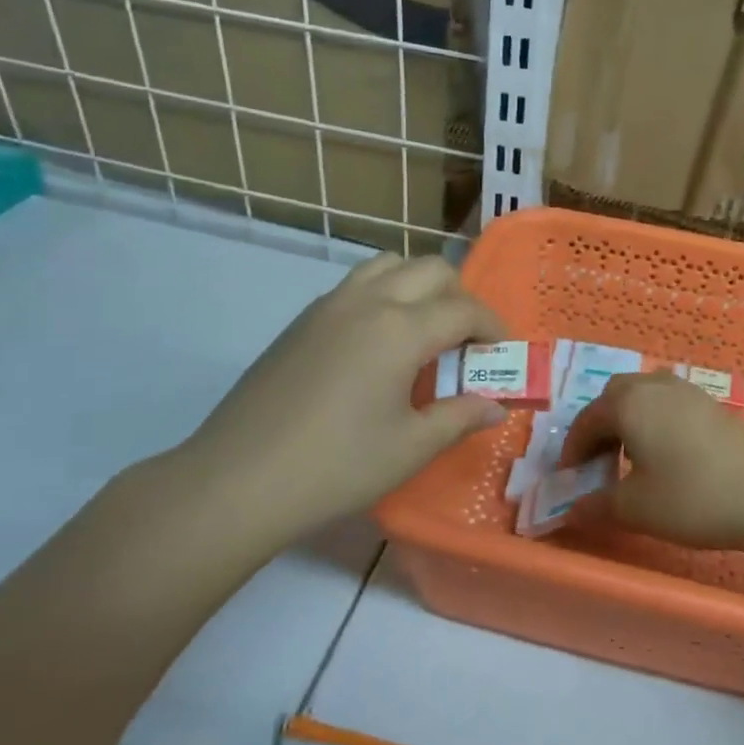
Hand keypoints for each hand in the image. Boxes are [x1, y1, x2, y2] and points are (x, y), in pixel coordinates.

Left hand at [157, 254, 507, 545]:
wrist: (239, 479)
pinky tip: (378, 344)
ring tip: (424, 330)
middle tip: (467, 340)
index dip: (493, 326)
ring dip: (419, 285)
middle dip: (460, 295)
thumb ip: (459, 418)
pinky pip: (356, 285)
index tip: (505, 350)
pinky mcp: (301, 321)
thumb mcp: (410, 447)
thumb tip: (495, 408)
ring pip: (388, 265)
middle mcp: (367, 302)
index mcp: (400, 329)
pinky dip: (384, 294)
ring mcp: (328, 306)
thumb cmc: (337, 465)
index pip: (464, 309)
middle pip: (430, 269)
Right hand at [560, 371, 743, 551]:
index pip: (586, 421)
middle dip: (599, 429)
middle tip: (598, 465)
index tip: (570, 480)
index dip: (572, 451)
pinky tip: (664, 456)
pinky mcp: (710, 404)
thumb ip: (597, 505)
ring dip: (628, 423)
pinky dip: (653, 423)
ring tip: (630, 461)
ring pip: (643, 398)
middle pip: (613, 398)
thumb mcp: (636, 508)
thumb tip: (572, 510)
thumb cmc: (692, 495)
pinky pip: (667, 405)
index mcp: (628, 403)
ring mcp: (686, 391)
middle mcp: (653, 386)